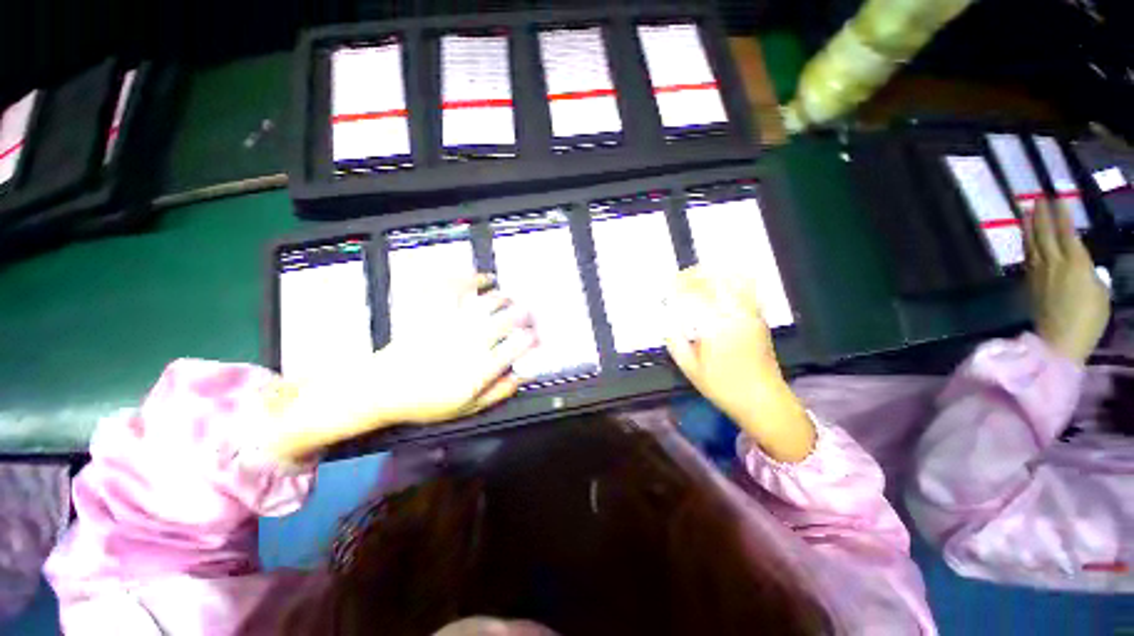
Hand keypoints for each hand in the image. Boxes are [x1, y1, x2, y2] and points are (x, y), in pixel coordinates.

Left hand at [374, 274, 537, 422]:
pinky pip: (457, 287)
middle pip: (509, 319)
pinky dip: (473, 278)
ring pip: (490, 302)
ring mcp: (453, 323)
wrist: (383, 388)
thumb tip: (523, 376)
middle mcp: (472, 341)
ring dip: (506, 299)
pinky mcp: (435, 311)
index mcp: (481, 367)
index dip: (533, 338)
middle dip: (526, 314)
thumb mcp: (468, 408)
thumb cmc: (427, 401)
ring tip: (511, 300)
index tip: (535, 337)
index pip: (519, 345)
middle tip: (529, 315)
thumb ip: (499, 392)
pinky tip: (485, 279)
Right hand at [664, 267, 814, 461]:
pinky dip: (732, 279)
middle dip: (695, 275)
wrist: (764, 400)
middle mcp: (736, 314)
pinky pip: (747, 288)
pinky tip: (719, 285)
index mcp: (716, 327)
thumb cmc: (724, 388)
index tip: (666, 288)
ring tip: (698, 278)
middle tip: (679, 280)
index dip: (678, 287)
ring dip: (714, 274)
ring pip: (734, 279)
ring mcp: (751, 314)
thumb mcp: (690, 369)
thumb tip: (666, 321)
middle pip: (716, 279)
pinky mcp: (759, 317)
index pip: (695, 295)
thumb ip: (675, 341)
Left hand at [1024, 199, 1109, 363]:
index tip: (1056, 197)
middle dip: (1040, 214)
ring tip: (1025, 212)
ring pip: (1032, 244)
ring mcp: (1038, 273)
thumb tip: (1083, 265)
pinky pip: (1028, 258)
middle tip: (1035, 198)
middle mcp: (1053, 263)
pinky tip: (1026, 240)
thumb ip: (1090, 273)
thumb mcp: (1100, 292)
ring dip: (1029, 226)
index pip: (1066, 231)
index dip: (1060, 214)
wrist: (1060, 340)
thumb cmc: (1088, 318)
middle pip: (1044, 234)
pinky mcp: (1029, 284)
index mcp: (1075, 263)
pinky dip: (1027, 244)